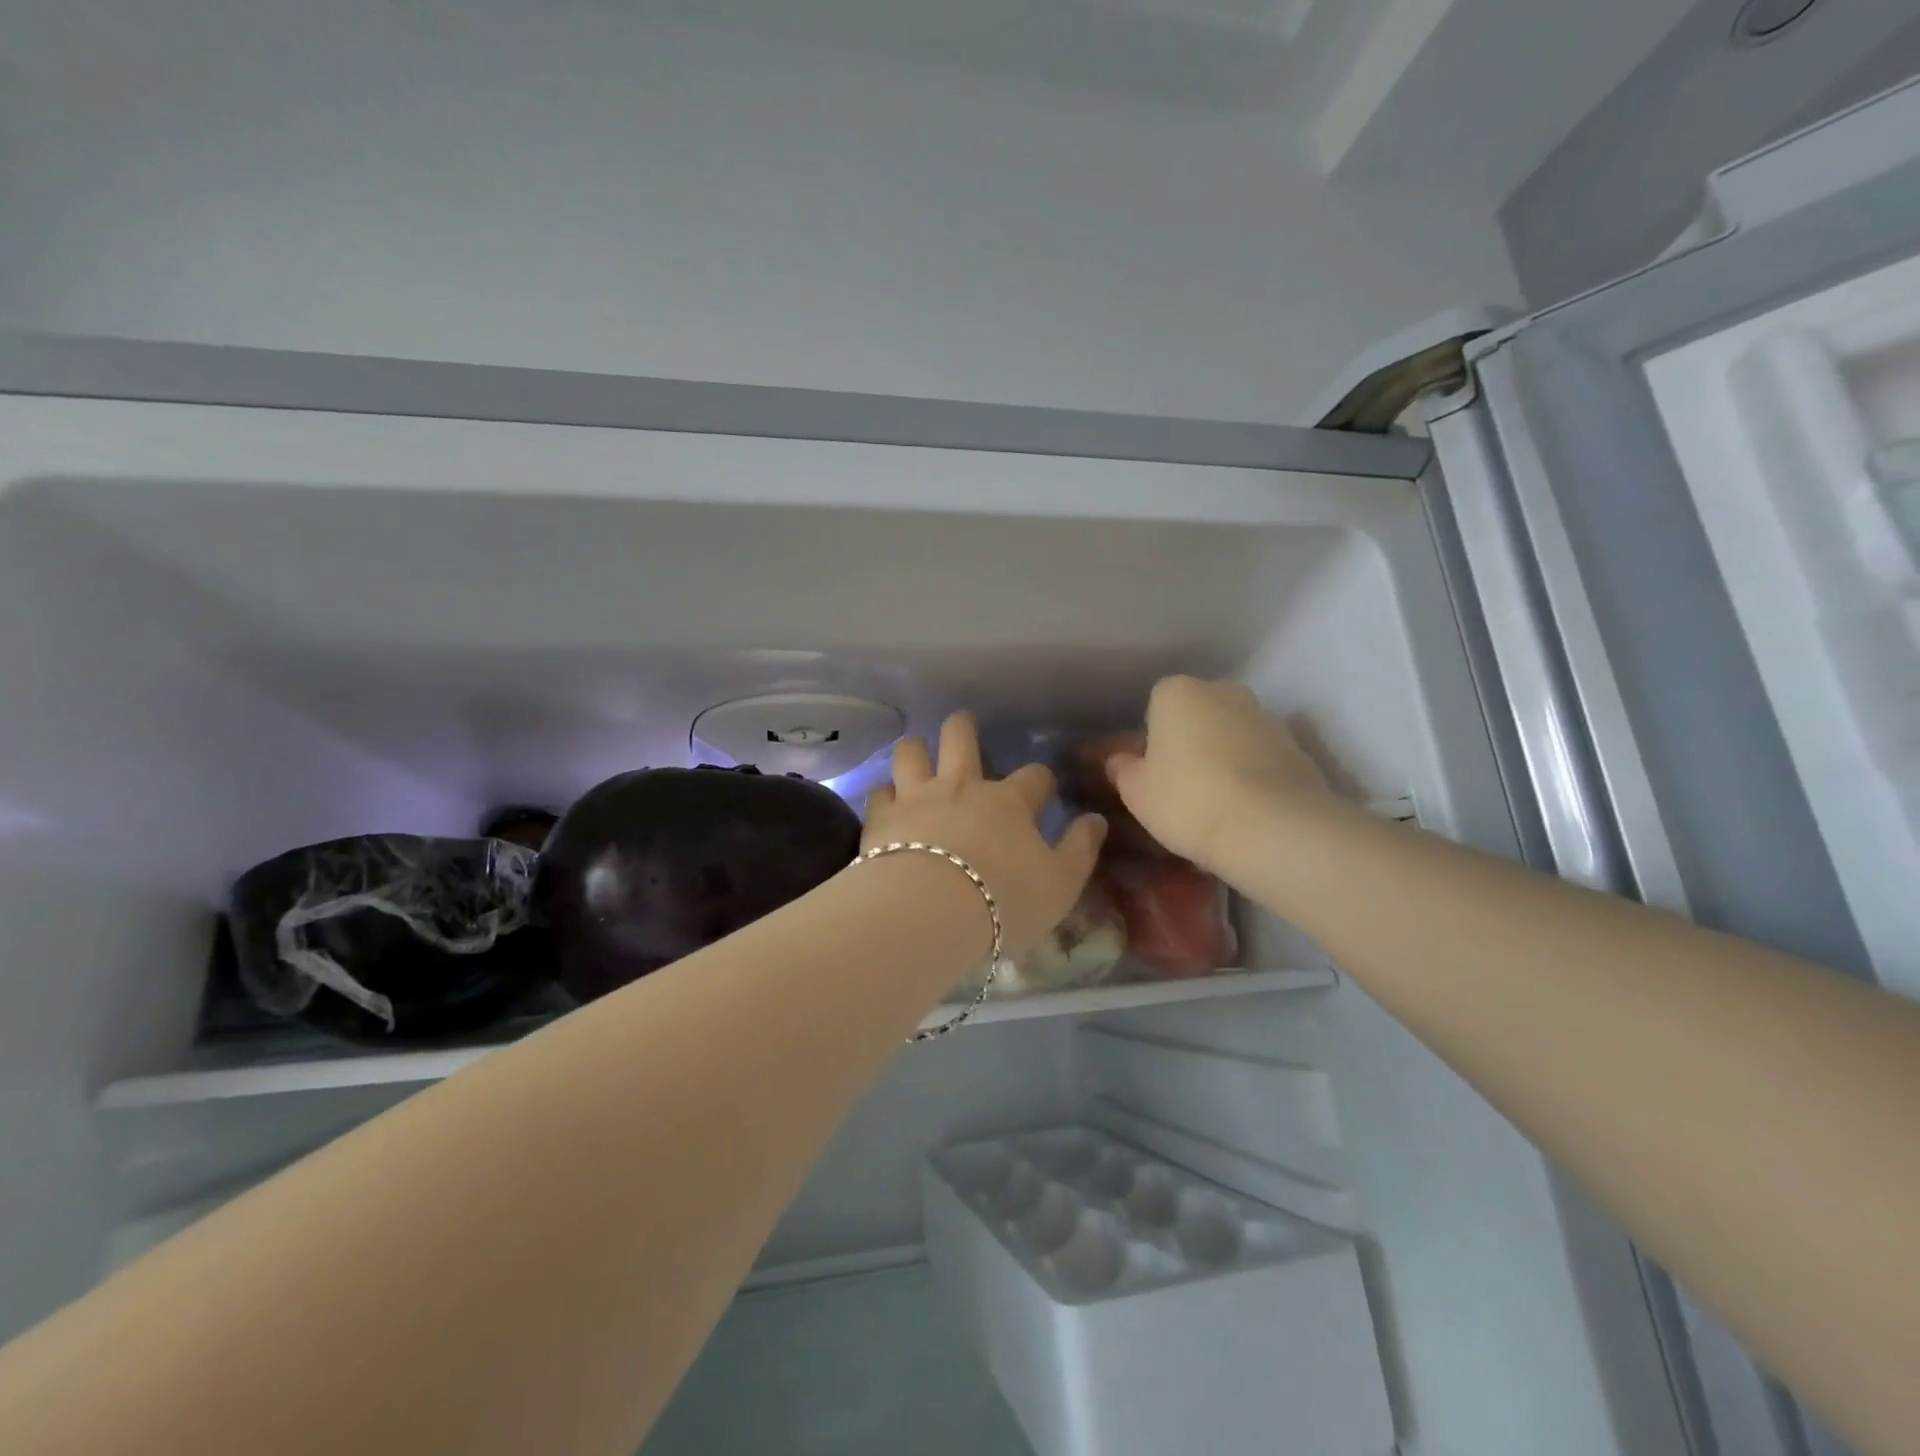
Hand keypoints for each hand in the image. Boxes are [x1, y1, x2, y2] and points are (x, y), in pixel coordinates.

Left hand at [864, 713, 1106, 955]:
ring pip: (911, 752)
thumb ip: (1080, 849)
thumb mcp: (1060, 884)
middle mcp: (962, 787)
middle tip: (963, 727)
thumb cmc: (1003, 900)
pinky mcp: (881, 818)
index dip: (1040, 781)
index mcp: (1009, 802)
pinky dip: (884, 795)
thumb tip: (1096, 820)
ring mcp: (917, 797)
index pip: (1034, 777)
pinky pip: (878, 792)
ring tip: (918, 754)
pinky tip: (886, 804)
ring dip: (916, 750)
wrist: (930, 913)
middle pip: (960, 737)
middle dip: (963, 728)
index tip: (1042, 790)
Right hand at [1104, 677, 1337, 871]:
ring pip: (1232, 734)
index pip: (1156, 703)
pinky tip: (1245, 809)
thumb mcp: (1136, 792)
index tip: (1150, 770)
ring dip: (1223, 756)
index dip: (1151, 737)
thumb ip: (1122, 769)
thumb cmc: (1187, 800)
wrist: (1272, 828)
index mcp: (1178, 692)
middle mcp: (1224, 692)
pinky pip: (1261, 758)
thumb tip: (1119, 761)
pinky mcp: (1297, 748)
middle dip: (1189, 740)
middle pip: (1198, 713)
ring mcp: (1266, 717)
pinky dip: (1252, 775)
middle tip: (1180, 785)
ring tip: (1216, 802)